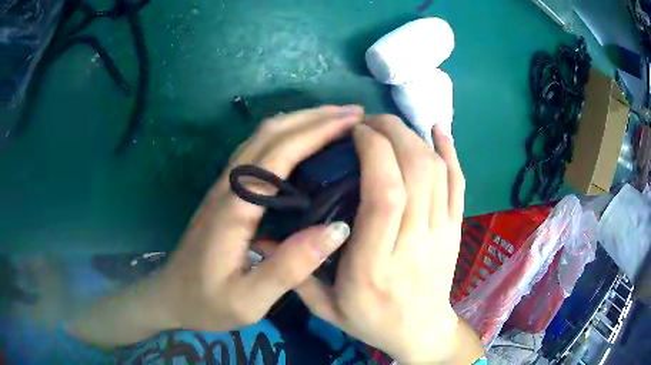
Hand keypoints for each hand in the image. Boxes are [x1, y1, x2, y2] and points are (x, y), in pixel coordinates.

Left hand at [71, 106, 362, 346]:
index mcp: (236, 208)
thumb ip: (290, 267)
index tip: (353, 121)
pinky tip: (303, 141)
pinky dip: (285, 135)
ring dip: (300, 121)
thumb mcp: (249, 299)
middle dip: (314, 117)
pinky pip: (257, 150)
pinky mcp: (225, 192)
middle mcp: (229, 186)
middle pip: (271, 133)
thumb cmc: (207, 302)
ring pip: (262, 136)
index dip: (318, 131)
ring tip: (336, 122)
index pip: (281, 152)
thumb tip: (338, 230)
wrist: (170, 296)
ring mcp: (224, 186)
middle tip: (354, 114)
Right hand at [296, 116, 479, 362]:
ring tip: (390, 126)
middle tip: (369, 122)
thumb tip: (261, 239)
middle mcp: (413, 245)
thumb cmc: (371, 322)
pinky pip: (459, 183)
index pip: (384, 195)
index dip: (374, 152)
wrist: (420, 332)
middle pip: (414, 173)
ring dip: (413, 137)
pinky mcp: (456, 230)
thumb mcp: (325, 308)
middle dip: (392, 133)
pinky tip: (435, 129)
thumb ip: (296, 273)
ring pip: (436, 172)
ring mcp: (442, 235)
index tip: (355, 134)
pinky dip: (450, 152)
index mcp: (374, 267)